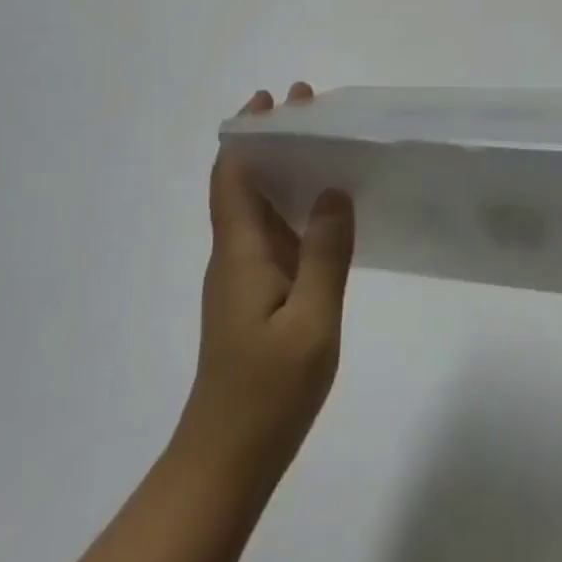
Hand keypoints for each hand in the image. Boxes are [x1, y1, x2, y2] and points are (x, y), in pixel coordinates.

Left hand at [177, 84, 354, 487]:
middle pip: (244, 182)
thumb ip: (325, 253)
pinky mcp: (255, 297)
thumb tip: (333, 189)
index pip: (231, 176)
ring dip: (284, 169)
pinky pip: (273, 234)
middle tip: (308, 106)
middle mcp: (235, 255)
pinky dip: (293, 205)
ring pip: (259, 207)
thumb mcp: (311, 321)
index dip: (248, 134)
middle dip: (272, 140)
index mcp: (240, 252)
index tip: (276, 102)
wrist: (227, 459)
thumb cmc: (268, 392)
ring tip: (322, 142)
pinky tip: (323, 207)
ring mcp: (244, 278)